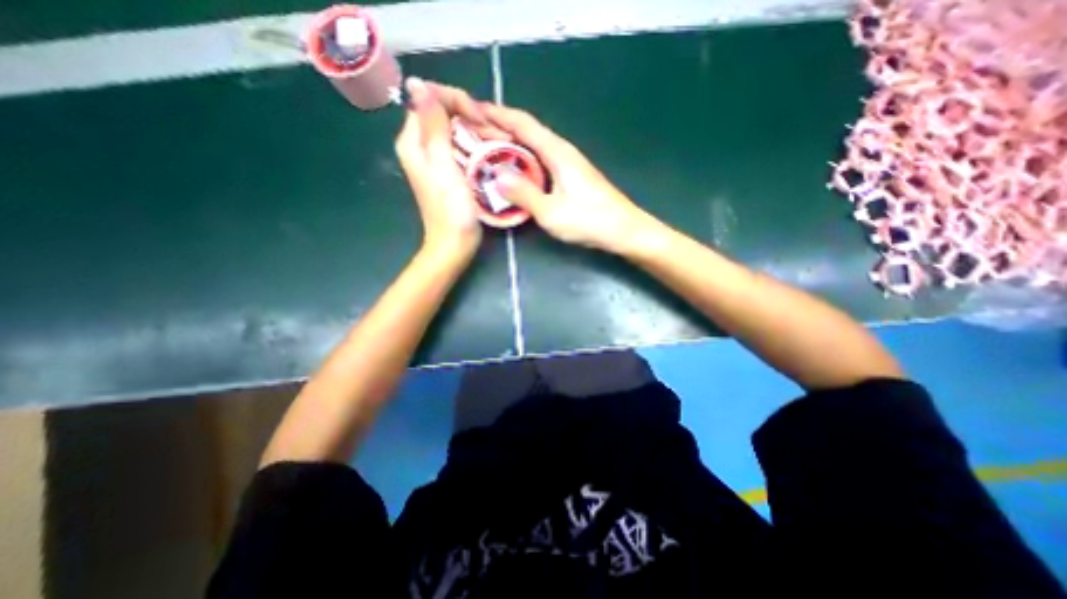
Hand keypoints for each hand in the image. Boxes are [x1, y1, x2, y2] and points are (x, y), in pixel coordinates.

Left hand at [395, 78, 486, 256]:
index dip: (458, 103)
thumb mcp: (443, 166)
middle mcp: (420, 146)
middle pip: (445, 114)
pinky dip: (477, 146)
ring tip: (500, 142)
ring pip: (456, 130)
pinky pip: (461, 147)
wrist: (454, 244)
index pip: (432, 100)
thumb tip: (417, 84)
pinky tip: (491, 153)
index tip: (482, 121)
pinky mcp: (448, 171)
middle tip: (497, 134)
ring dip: (478, 132)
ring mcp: (435, 159)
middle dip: (472, 118)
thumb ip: (433, 126)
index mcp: (413, 142)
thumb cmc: (451, 210)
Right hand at [480, 104, 665, 252]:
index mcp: (557, 152)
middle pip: (527, 132)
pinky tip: (514, 171)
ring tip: (487, 149)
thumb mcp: (552, 212)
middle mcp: (562, 152)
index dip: (497, 114)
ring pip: (533, 147)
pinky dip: (523, 160)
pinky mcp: (571, 177)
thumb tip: (497, 176)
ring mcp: (568, 164)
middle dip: (499, 128)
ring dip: (510, 145)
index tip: (472, 109)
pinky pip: (540, 161)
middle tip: (471, 132)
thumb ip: (524, 194)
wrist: (624, 230)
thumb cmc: (589, 220)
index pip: (523, 124)